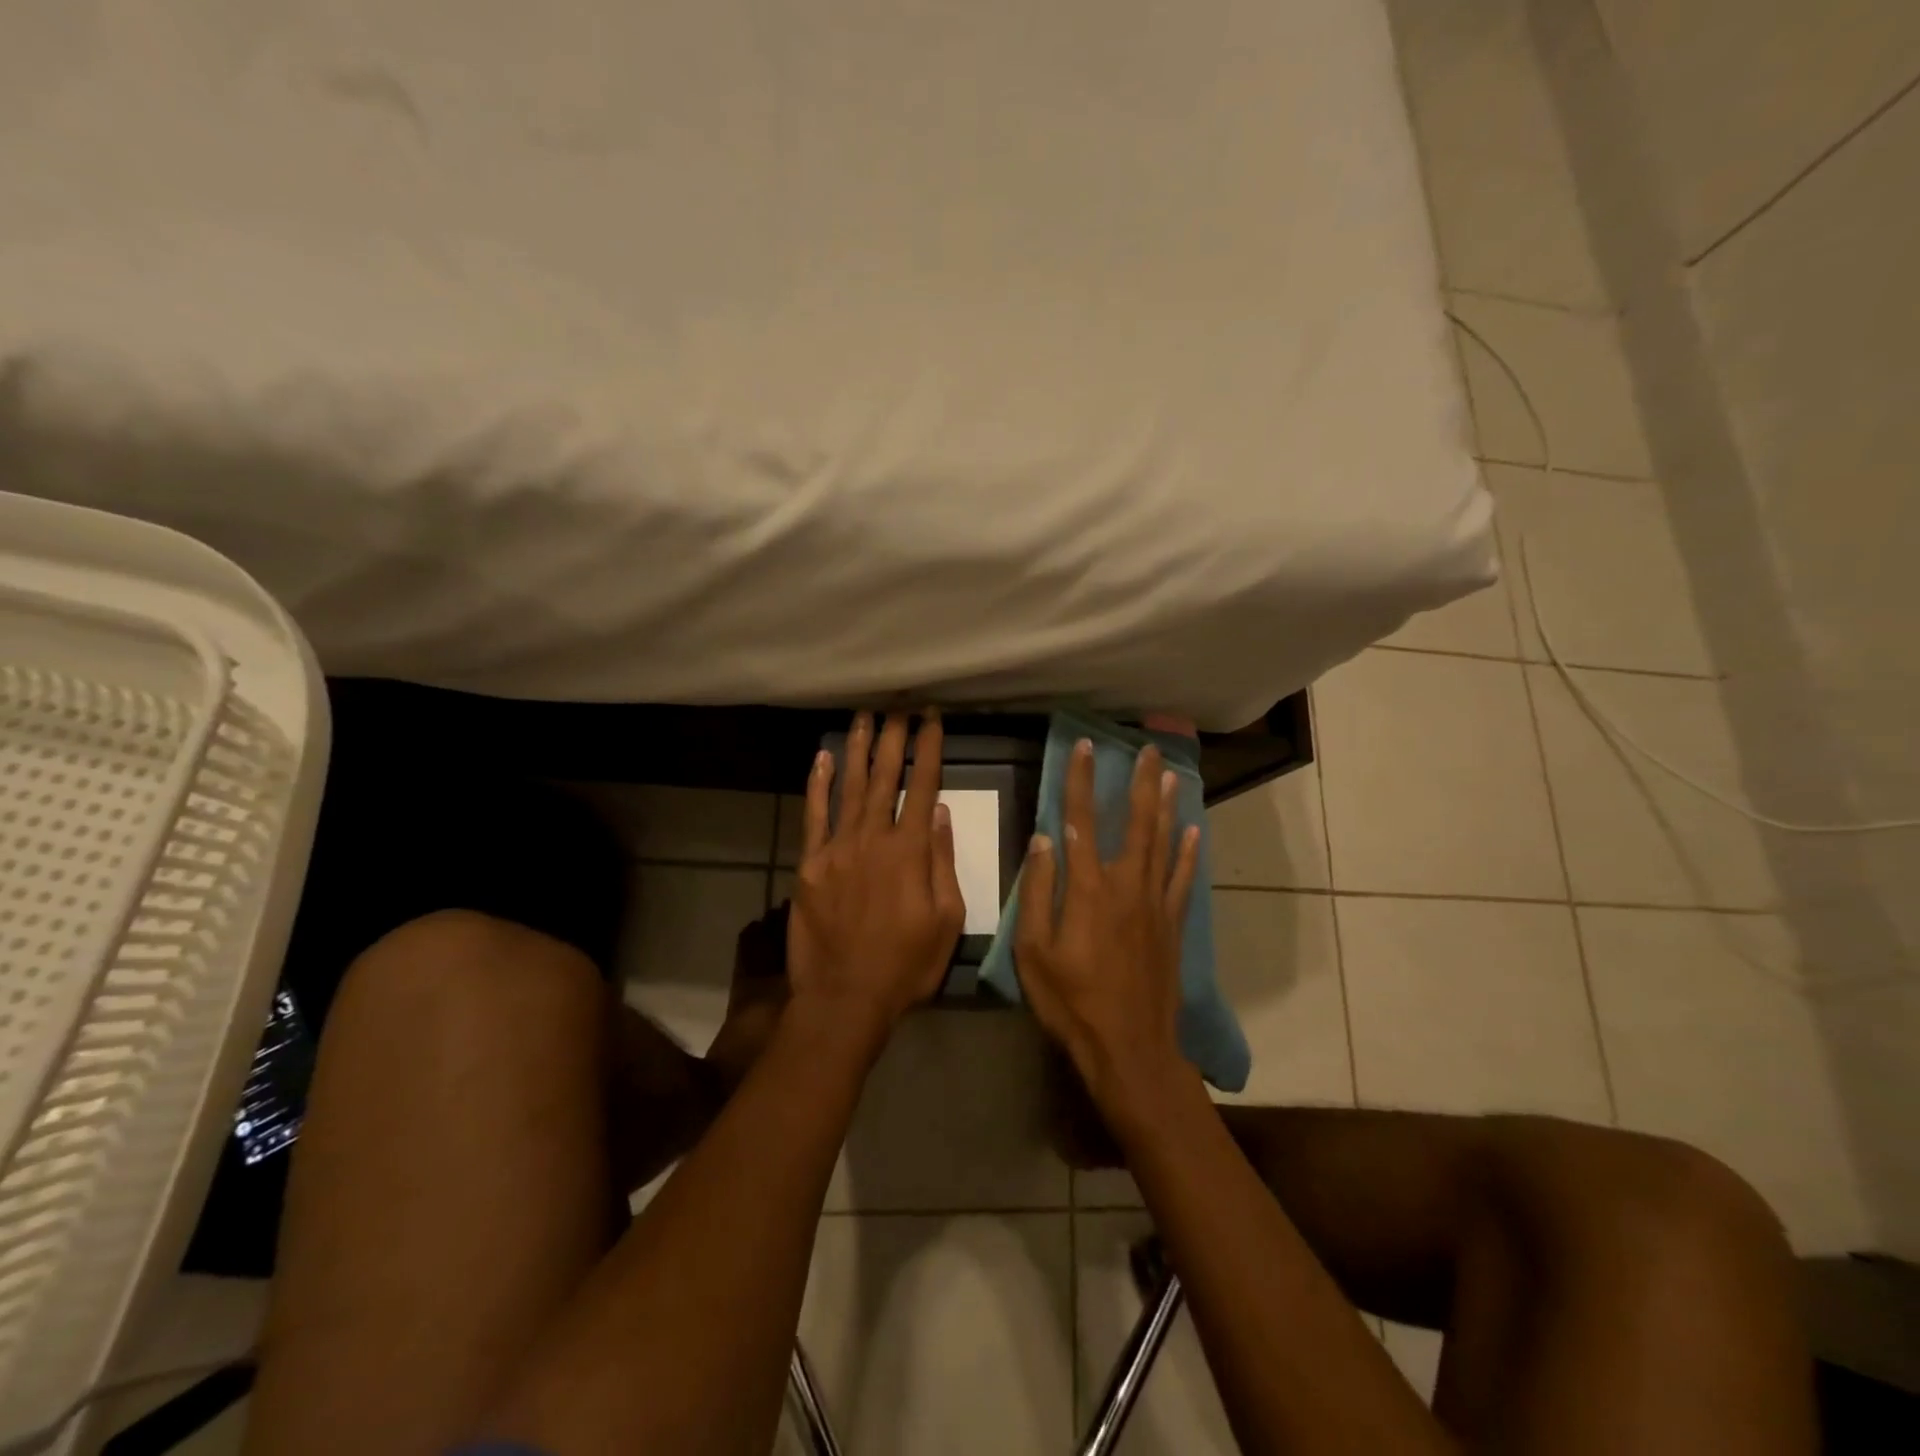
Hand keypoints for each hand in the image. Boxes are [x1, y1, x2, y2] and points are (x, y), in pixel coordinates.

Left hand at [786, 711, 966, 1045]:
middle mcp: (872, 838)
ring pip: (850, 787)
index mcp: (910, 851)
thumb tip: (941, 813)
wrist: (844, 998)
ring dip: (858, 749)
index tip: (933, 718)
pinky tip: (823, 758)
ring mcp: (836, 849)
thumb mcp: (947, 920)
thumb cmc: (906, 965)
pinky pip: (814, 816)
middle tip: (899, 707)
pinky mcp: (809, 864)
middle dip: (894, 738)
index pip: (923, 786)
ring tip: (865, 717)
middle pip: (885, 776)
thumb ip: (943, 862)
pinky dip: (819, 785)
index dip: (929, 748)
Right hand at [1014, 739, 1200, 1106]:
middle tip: (1148, 749)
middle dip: (1140, 782)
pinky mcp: (1172, 924)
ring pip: (1163, 843)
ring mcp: (1155, 904)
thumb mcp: (1033, 952)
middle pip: (1135, 822)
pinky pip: (1183, 878)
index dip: (1080, 781)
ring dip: (1166, 806)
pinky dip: (1189, 852)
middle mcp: (1126, 885)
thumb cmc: (1072, 1002)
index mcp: (1088, 889)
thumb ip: (1039, 892)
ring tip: (1171, 774)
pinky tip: (1194, 831)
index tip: (1084, 747)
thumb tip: (1043, 839)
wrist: (1130, 1048)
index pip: (1079, 821)